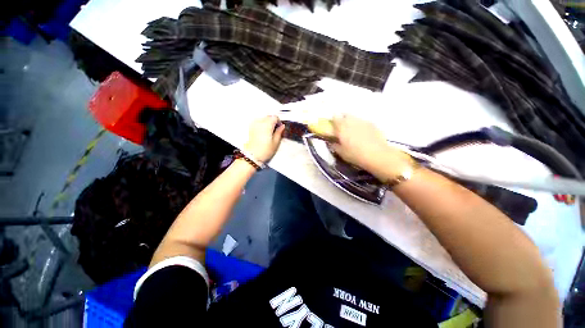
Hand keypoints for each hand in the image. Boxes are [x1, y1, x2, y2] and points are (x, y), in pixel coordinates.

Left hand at [244, 116, 284, 162]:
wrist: (252, 155)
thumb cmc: (265, 150)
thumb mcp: (275, 143)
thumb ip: (279, 132)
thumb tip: (282, 126)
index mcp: (267, 124)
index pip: (275, 117)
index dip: (279, 122)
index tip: (280, 128)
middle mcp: (260, 122)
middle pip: (268, 117)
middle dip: (273, 122)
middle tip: (275, 130)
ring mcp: (254, 124)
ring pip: (263, 119)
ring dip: (267, 123)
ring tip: (269, 132)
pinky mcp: (250, 128)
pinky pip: (257, 122)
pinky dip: (261, 124)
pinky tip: (263, 132)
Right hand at [330, 115, 411, 178]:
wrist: (377, 155)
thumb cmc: (355, 155)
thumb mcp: (341, 153)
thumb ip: (334, 145)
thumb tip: (331, 142)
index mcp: (342, 127)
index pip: (335, 117)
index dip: (333, 120)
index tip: (333, 126)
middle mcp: (352, 121)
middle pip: (346, 115)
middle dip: (343, 119)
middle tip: (343, 129)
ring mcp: (363, 121)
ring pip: (355, 118)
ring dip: (352, 123)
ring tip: (354, 132)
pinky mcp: (372, 124)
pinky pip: (363, 122)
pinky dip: (361, 126)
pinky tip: (364, 135)